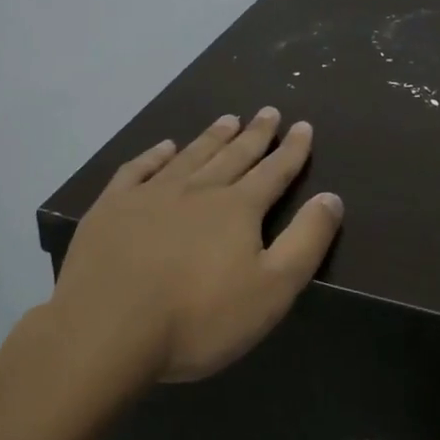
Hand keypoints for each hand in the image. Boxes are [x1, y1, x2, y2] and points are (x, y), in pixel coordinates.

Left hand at [50, 109, 344, 385]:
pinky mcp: (113, 207)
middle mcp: (198, 189)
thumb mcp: (271, 290)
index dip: (292, 150)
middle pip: (234, 155)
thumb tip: (331, 197)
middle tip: (269, 111)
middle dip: (256, 134)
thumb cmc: (198, 318)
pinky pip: (138, 169)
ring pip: (191, 155)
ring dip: (212, 137)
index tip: (303, 126)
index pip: (274, 172)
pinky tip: (163, 147)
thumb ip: (306, 242)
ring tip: (228, 119)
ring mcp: (152, 194)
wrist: (108, 329)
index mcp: (238, 209)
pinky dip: (154, 155)